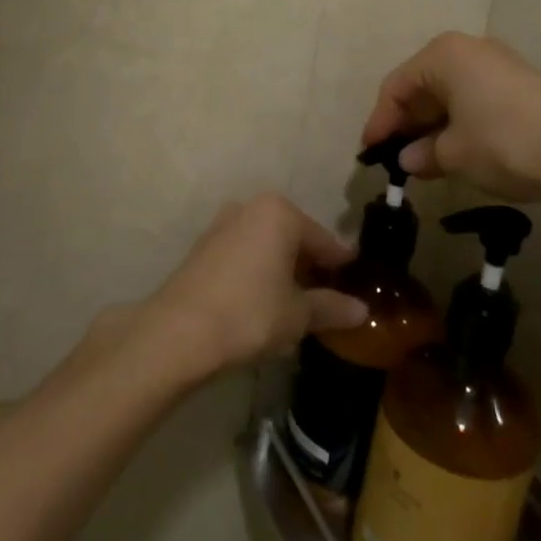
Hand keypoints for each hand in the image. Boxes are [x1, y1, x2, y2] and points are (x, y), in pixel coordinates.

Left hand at [140, 195, 368, 379]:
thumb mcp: (298, 314)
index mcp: (280, 213)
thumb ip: (332, 307)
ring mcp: (223, 225)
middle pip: (294, 239)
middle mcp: (250, 208)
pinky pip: (245, 256)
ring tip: (299, 306)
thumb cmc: (249, 313)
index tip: (358, 284)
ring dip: (284, 271)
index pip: (324, 240)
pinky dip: (260, 274)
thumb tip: (362, 310)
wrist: (178, 332)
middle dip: (311, 268)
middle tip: (330, 299)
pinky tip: (265, 304)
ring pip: (267, 247)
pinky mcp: (203, 248)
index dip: (342, 265)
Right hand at [360, 33, 540, 201]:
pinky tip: (455, 153)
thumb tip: (408, 159)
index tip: (370, 154)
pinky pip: (473, 101)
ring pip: (450, 95)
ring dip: (433, 127)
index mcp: (442, 55)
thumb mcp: (453, 154)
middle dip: (407, 124)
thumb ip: (422, 154)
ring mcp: (497, 65)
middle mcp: (468, 50)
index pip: (396, 87)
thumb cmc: (502, 143)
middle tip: (395, 160)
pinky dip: (458, 125)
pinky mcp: (519, 85)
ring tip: (423, 163)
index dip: (380, 122)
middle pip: (423, 87)